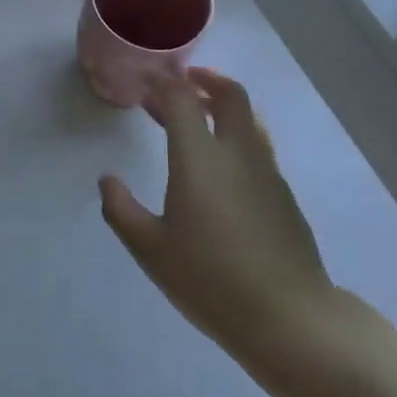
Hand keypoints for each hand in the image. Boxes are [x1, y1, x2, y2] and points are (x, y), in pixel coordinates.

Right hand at [98, 69, 341, 371]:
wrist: (289, 318)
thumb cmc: (211, 280)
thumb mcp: (151, 249)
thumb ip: (122, 210)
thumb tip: (107, 181)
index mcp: (200, 158)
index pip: (182, 99)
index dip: (162, 82)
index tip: (145, 79)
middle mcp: (237, 153)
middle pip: (229, 95)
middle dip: (205, 80)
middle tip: (181, 82)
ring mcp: (266, 173)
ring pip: (248, 120)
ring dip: (222, 107)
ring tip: (199, 116)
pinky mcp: (283, 195)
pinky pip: (258, 148)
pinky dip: (236, 137)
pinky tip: (222, 166)